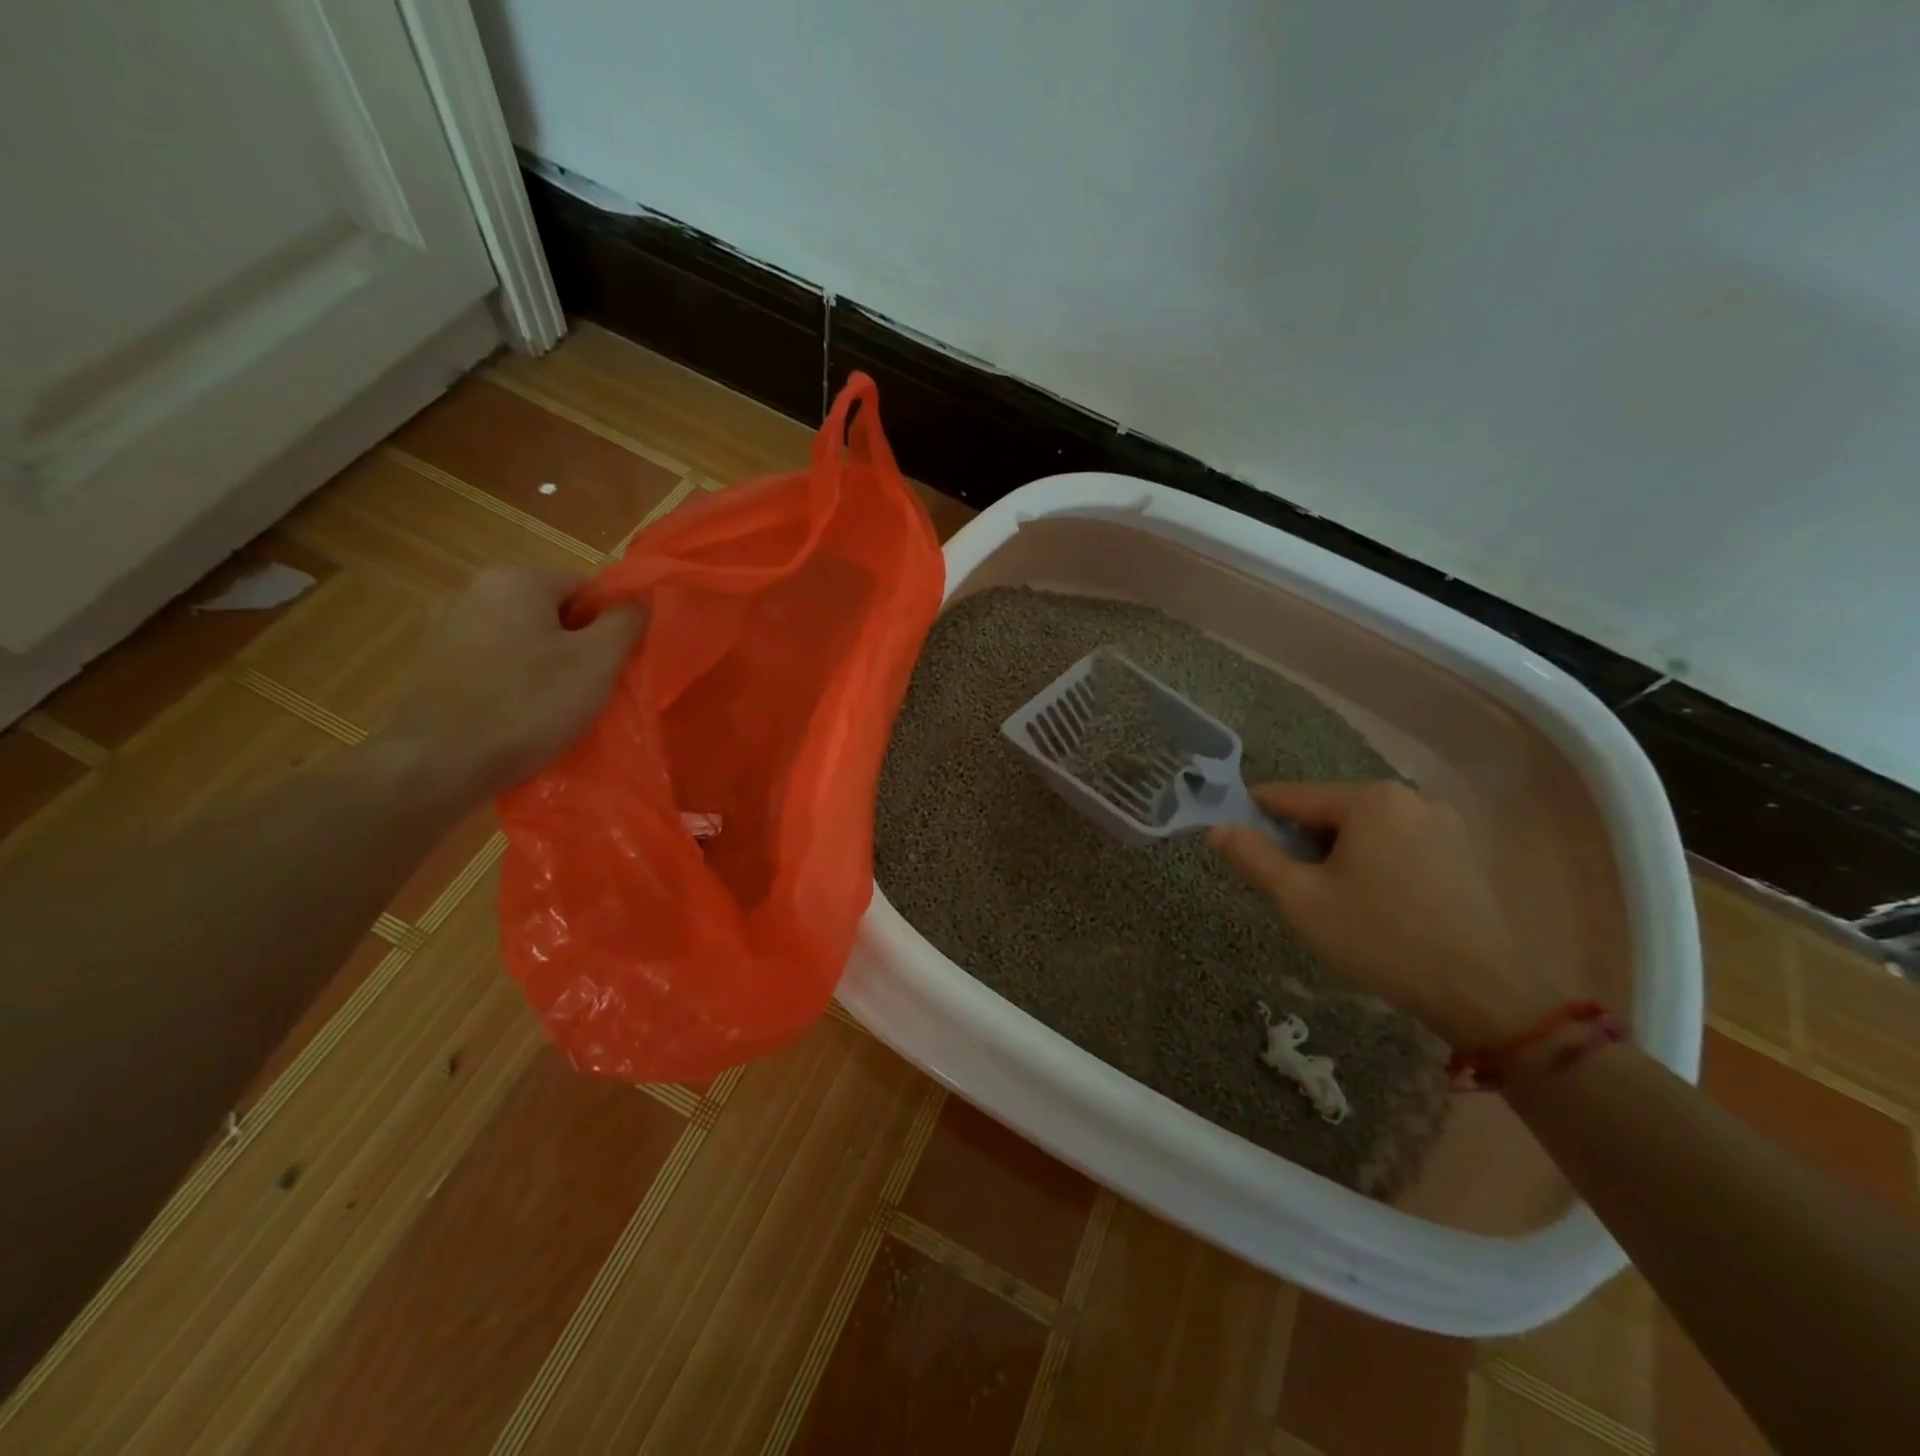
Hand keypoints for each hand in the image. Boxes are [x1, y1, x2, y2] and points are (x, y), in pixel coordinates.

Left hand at [371, 567, 643, 808]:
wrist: (437, 765)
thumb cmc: (528, 706)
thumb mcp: (597, 662)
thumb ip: (626, 622)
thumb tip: (640, 600)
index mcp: (516, 580)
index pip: (586, 588)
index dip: (609, 625)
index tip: (614, 664)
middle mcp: (474, 591)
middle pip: (552, 613)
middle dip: (577, 646)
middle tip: (591, 689)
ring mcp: (446, 628)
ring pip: (522, 640)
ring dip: (545, 666)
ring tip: (556, 708)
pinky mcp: (431, 665)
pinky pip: (492, 664)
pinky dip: (512, 683)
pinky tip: (519, 716)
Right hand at [1210, 781, 1565, 1048]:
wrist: (1481, 992)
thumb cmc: (1378, 938)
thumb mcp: (1300, 899)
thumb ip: (1253, 857)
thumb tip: (1217, 828)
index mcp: (1369, 799)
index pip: (1292, 796)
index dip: (1256, 815)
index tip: (1233, 837)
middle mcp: (1409, 797)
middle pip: (1331, 811)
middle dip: (1301, 841)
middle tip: (1285, 884)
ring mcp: (1444, 824)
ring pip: (1365, 830)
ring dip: (1337, 854)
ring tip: (1328, 898)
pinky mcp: (1464, 853)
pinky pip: (1398, 845)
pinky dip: (1373, 863)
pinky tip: (1371, 903)